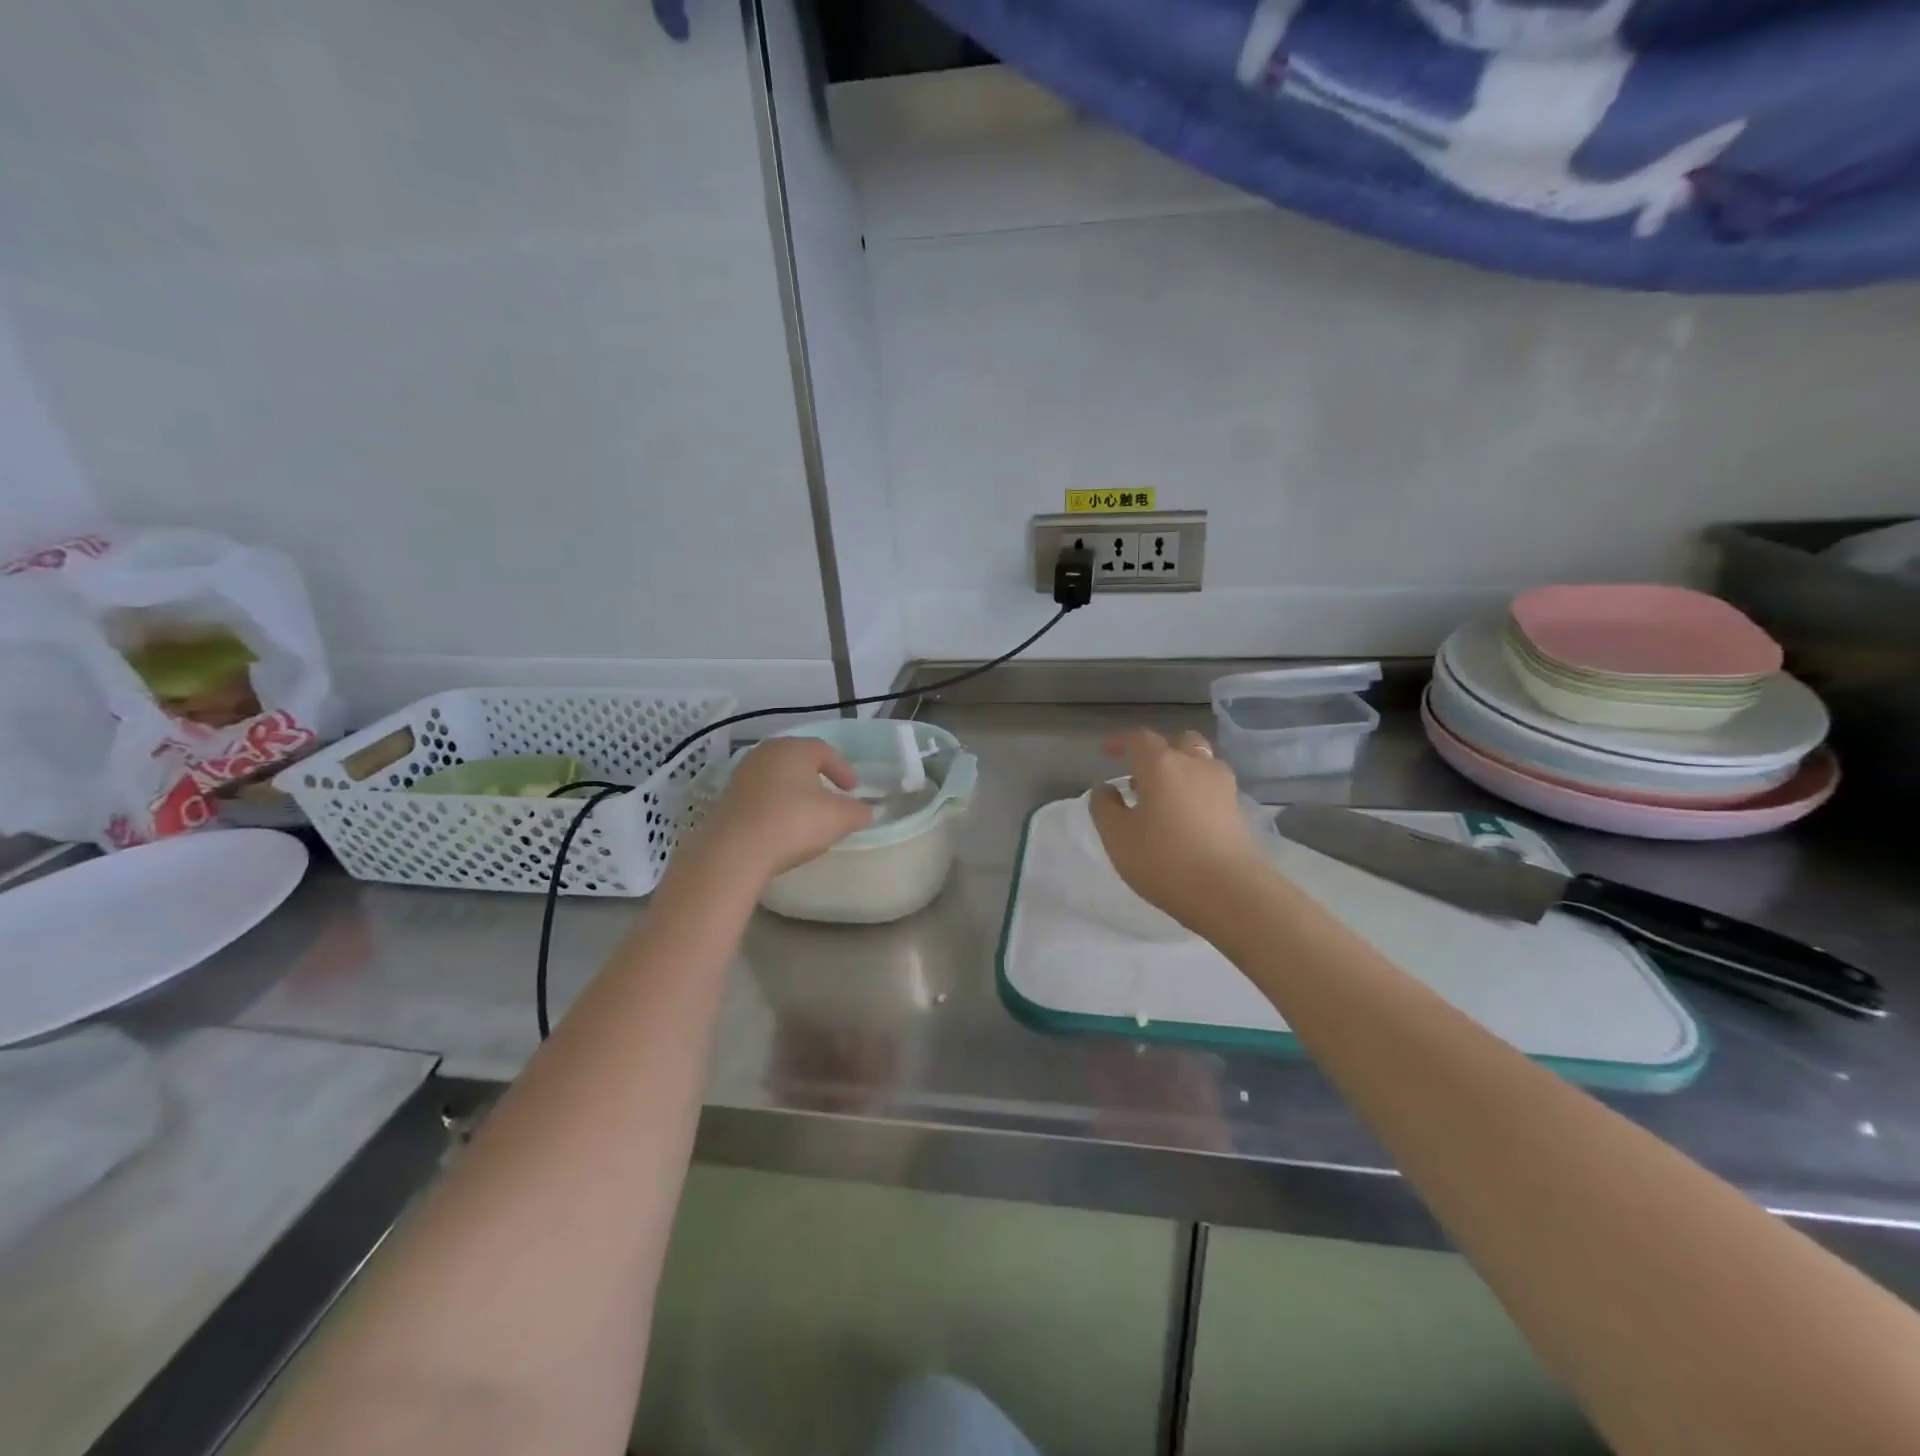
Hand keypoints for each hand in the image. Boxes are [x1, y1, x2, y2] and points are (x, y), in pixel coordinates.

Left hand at [683, 737, 872, 887]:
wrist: (735, 850)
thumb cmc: (795, 822)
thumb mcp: (840, 818)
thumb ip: (859, 812)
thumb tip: (866, 811)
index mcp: (794, 748)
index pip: (825, 751)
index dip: (843, 770)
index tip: (853, 790)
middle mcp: (765, 754)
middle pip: (797, 761)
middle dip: (817, 778)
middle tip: (831, 797)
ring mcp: (742, 776)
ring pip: (777, 779)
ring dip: (794, 793)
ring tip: (807, 815)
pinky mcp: (727, 800)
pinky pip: (760, 798)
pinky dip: (775, 807)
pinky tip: (782, 828)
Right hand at [1089, 729, 1270, 932]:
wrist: (1230, 892)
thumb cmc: (1164, 860)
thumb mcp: (1117, 836)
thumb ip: (1104, 807)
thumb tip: (1106, 788)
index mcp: (1161, 764)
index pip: (1139, 739)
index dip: (1121, 741)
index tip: (1107, 751)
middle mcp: (1195, 764)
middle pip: (1178, 742)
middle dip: (1158, 750)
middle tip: (1140, 772)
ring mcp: (1223, 786)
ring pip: (1200, 763)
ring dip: (1180, 770)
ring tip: (1163, 797)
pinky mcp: (1238, 810)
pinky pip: (1211, 787)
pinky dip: (1195, 791)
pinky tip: (1184, 817)